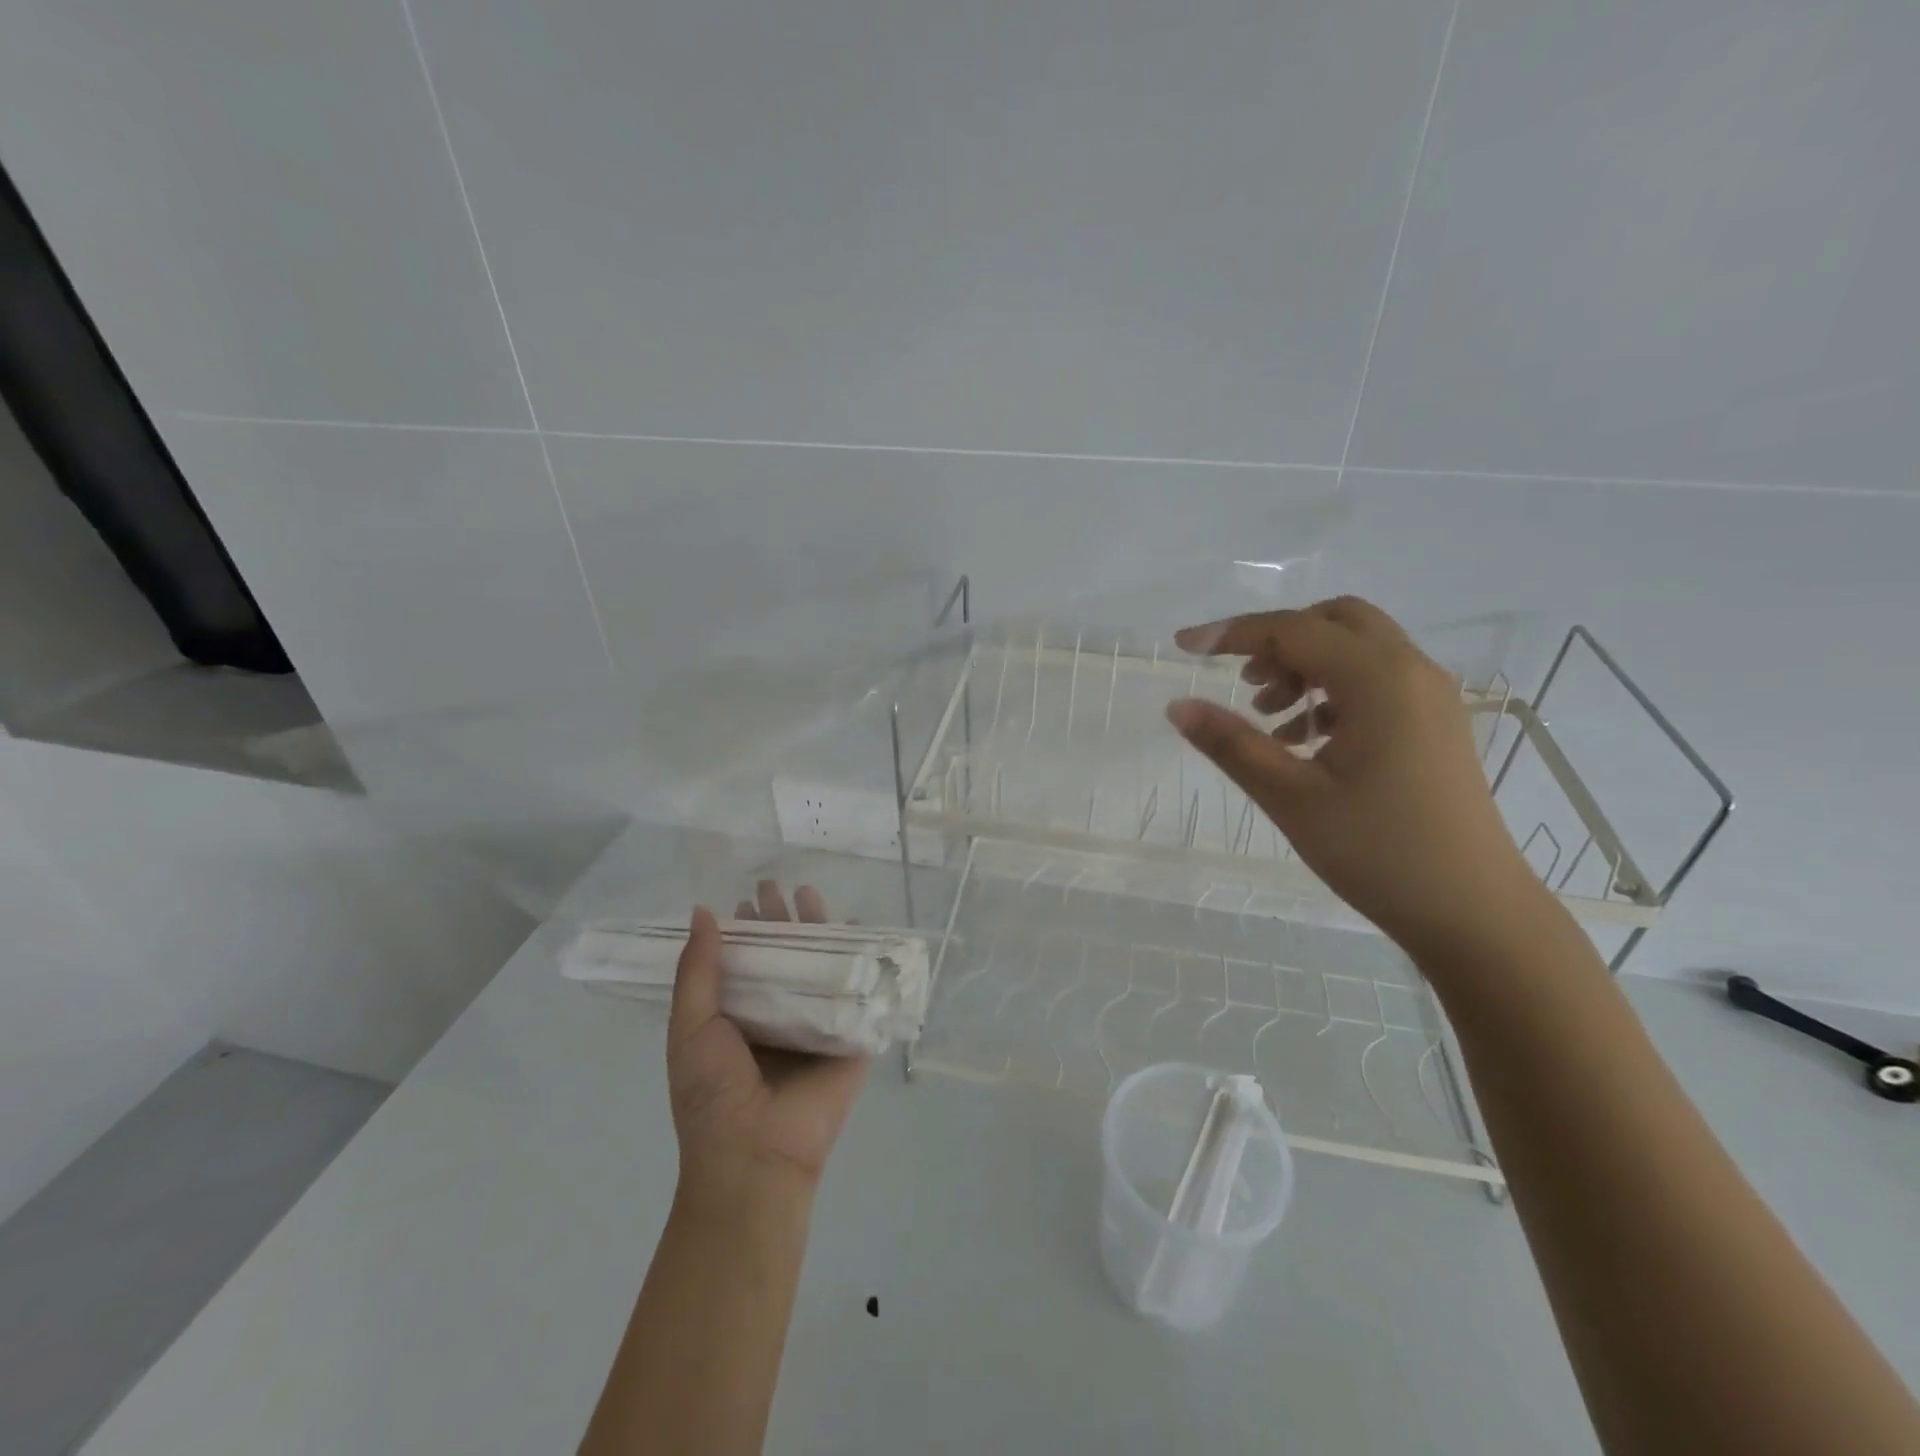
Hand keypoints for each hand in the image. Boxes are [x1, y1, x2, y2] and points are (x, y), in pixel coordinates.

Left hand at [666, 881, 868, 1206]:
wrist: (756, 1153)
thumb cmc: (713, 1093)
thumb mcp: (690, 1027)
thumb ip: (698, 970)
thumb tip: (702, 913)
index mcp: (740, 1018)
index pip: (746, 962)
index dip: (746, 930)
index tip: (746, 898)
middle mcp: (778, 1016)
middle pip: (785, 958)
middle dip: (781, 921)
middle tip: (775, 887)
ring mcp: (816, 1026)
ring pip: (820, 967)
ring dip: (818, 930)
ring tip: (810, 894)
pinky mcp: (850, 1037)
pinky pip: (858, 992)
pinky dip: (862, 959)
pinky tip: (860, 929)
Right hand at [1167, 596, 1543, 956]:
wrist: (1473, 912)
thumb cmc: (1377, 851)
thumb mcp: (1290, 796)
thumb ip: (1231, 743)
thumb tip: (1177, 706)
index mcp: (1378, 679)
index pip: (1292, 629)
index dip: (1231, 633)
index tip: (1183, 646)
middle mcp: (1411, 671)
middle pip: (1335, 620)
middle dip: (1279, 639)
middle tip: (1244, 682)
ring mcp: (1430, 697)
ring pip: (1358, 649)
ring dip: (1306, 665)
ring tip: (1269, 717)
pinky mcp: (1435, 724)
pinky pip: (1376, 681)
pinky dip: (1332, 690)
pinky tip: (1305, 739)